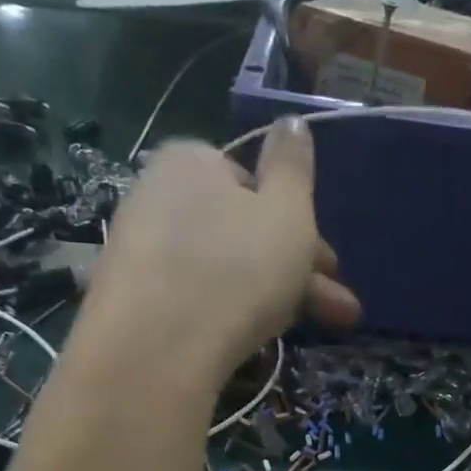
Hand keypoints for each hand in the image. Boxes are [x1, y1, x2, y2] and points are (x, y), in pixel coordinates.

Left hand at [87, 119, 359, 382]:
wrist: (157, 348)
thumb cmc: (236, 267)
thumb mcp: (287, 211)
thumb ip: (294, 166)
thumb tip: (290, 122)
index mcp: (193, 161)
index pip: (254, 183)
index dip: (300, 224)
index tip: (329, 265)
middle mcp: (158, 196)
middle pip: (242, 232)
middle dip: (298, 271)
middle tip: (339, 311)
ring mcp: (139, 250)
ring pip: (223, 269)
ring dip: (273, 297)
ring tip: (307, 331)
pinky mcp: (131, 301)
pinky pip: (193, 298)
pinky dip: (228, 314)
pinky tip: (250, 341)